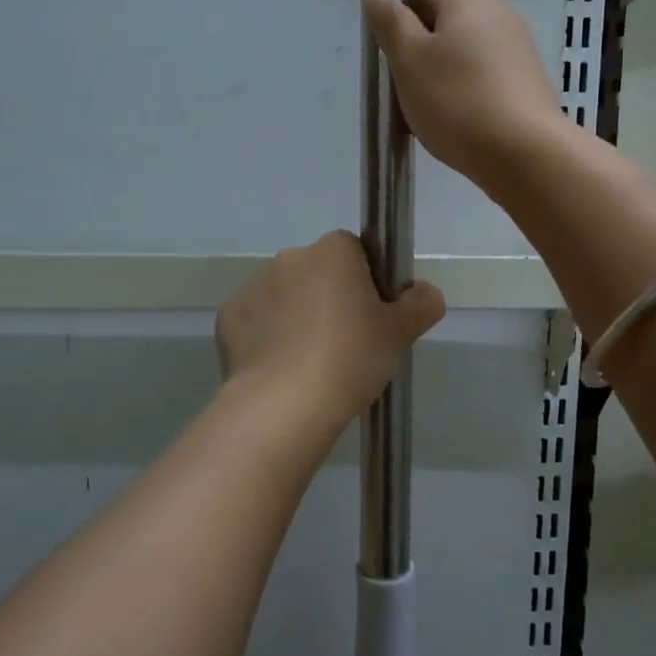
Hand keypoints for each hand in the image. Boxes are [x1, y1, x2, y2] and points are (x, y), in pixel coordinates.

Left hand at [217, 232, 445, 431]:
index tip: (370, 314)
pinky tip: (280, 371)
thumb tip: (427, 293)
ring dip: (296, 317)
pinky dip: (267, 338)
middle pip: (316, 272)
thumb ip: (421, 304)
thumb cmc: (351, 359)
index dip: (364, 280)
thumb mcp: (400, 334)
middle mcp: (290, 257)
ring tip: (309, 363)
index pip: (353, 250)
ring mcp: (254, 286)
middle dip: (327, 297)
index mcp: (333, 252)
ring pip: (285, 296)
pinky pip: (257, 322)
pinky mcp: (228, 317)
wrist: (285, 404)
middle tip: (344, 343)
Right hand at [364, 0, 572, 193]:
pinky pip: (485, 82)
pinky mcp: (530, 82)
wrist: (524, 154)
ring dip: (443, 83)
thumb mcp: (408, 60)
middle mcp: (500, 10)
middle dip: (421, 59)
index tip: (394, 66)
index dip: (399, 29)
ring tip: (434, 119)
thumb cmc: (457, 101)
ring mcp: (519, 47)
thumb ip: (390, 23)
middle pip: (443, 28)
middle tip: (409, 97)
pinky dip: (469, 99)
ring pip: (463, 59)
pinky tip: (462, 128)